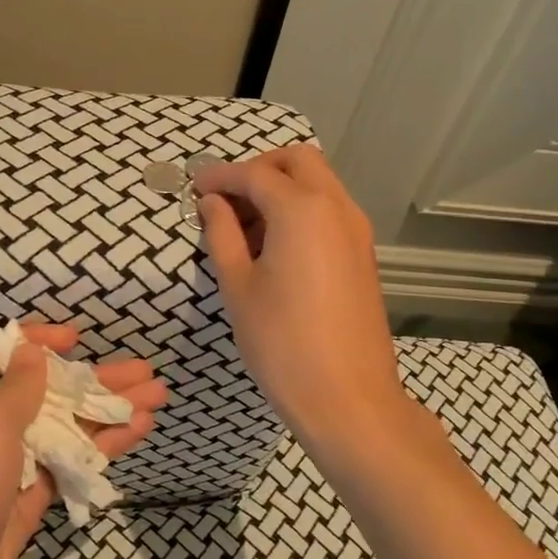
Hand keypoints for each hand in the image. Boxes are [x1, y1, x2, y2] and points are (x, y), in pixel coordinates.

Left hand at [0, 323, 163, 558]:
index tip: (77, 338)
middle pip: (49, 391)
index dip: (37, 340)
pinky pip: (69, 465)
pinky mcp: (29, 502)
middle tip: (145, 371)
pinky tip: (135, 434)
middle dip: (96, 379)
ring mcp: (11, 467)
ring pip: (67, 429)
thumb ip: (17, 387)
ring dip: (110, 412)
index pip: (1, 352)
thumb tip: (32, 352)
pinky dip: (102, 449)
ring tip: (157, 398)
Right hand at [196, 145, 407, 450]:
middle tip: (227, 198)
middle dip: (259, 168)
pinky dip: (302, 208)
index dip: (220, 176)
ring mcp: (356, 229)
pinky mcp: (363, 253)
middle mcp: (336, 207)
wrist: (348, 398)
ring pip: (319, 182)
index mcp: (302, 210)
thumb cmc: (282, 343)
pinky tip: (276, 245)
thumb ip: (222, 234)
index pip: (254, 174)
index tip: (194, 185)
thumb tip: (212, 202)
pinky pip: (330, 209)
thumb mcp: (238, 286)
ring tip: (246, 227)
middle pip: (297, 160)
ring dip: (282, 187)